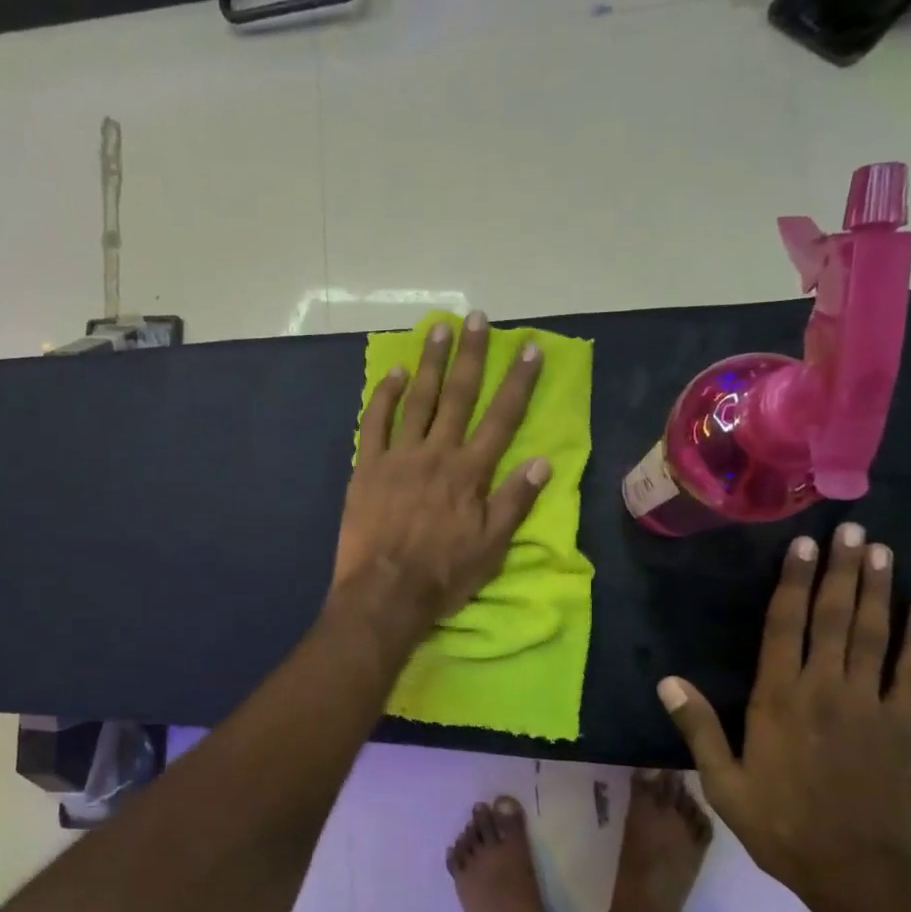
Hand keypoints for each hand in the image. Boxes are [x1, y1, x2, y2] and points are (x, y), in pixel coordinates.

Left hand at [333, 312, 549, 635]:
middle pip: (459, 396)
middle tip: (477, 319)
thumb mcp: (492, 547)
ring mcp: (398, 457)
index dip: (519, 382)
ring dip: (429, 363)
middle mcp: (437, 453)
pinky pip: (374, 423)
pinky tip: (392, 373)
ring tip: (438, 330)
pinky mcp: (366, 467)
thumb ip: (515, 501)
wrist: (384, 592)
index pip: (502, 418)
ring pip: (417, 400)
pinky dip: (383, 396)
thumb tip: (543, 461)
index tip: (530, 348)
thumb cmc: (443, 574)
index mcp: (470, 472)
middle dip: (471, 355)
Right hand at [657, 523, 910, 911]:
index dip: (792, 583)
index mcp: (778, 699)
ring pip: (873, 635)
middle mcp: (825, 690)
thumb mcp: (723, 783)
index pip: (785, 627)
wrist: (859, 874)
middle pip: (833, 618)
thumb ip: (699, 728)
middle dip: (839, 571)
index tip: (801, 546)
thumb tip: (668, 681)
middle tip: (849, 529)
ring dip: (877, 590)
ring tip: (879, 550)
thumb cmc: (781, 826)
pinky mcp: (903, 726)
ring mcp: (869, 705)